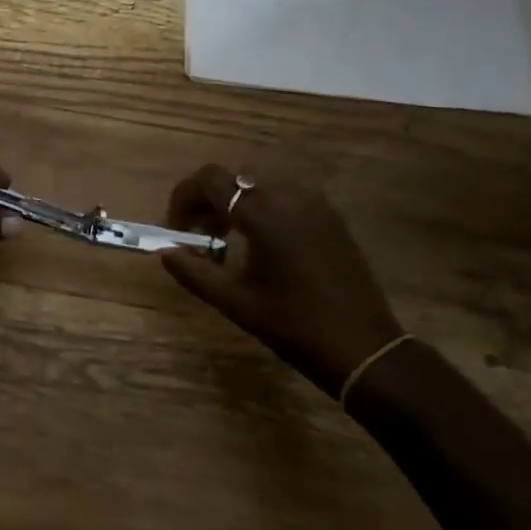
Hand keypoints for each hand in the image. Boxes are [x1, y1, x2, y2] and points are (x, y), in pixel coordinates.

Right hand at [161, 164, 403, 387]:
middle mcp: (290, 197)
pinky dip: (262, 212)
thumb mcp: (236, 303)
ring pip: (259, 189)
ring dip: (235, 207)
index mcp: (264, 214)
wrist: (365, 349)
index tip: (176, 226)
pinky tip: (262, 247)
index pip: (211, 180)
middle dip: (208, 203)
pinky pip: (284, 199)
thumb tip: (165, 252)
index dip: (185, 196)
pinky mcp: (331, 217)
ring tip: (227, 244)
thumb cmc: (295, 326)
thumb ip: (194, 273)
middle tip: (198, 238)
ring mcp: (315, 204)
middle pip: (234, 182)